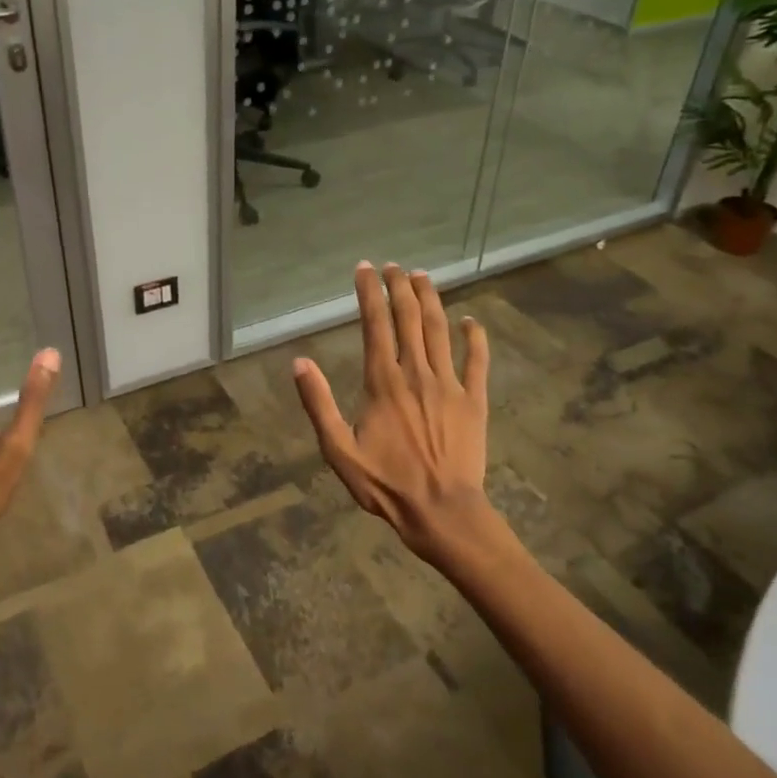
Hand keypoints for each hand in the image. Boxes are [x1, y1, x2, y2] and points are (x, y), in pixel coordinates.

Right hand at [292, 261, 492, 563]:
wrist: (441, 511)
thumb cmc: (385, 484)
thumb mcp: (338, 450)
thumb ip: (319, 404)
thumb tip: (299, 363)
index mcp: (383, 383)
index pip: (375, 325)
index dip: (369, 293)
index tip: (364, 269)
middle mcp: (416, 373)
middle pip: (409, 319)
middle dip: (399, 287)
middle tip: (393, 266)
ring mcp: (449, 385)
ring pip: (440, 330)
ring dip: (431, 300)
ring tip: (422, 276)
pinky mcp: (474, 400)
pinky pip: (477, 361)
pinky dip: (475, 337)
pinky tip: (470, 320)